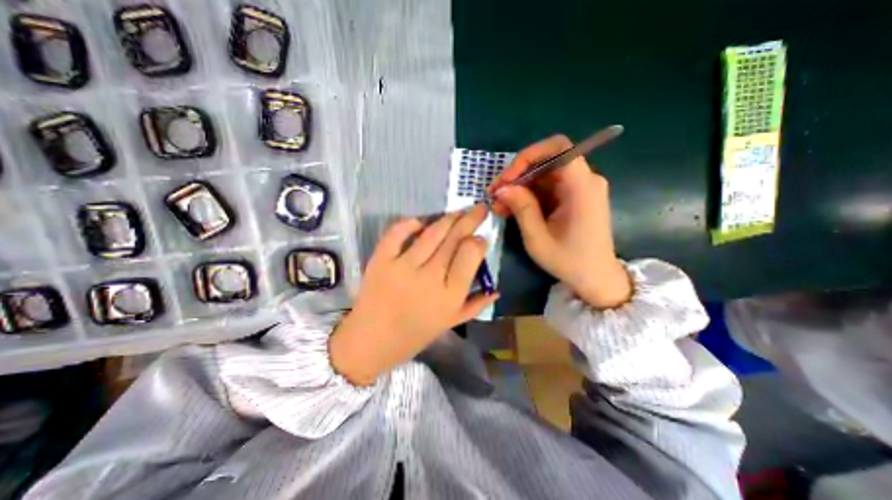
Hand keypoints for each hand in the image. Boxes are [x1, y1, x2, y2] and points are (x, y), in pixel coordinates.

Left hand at [328, 204, 497, 383]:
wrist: (369, 341)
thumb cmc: (413, 335)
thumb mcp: (449, 324)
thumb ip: (475, 306)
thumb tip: (496, 289)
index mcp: (449, 296)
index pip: (470, 255)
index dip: (479, 241)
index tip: (481, 238)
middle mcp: (429, 278)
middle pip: (454, 238)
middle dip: (470, 219)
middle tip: (479, 209)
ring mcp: (402, 266)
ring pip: (432, 232)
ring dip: (448, 218)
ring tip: (458, 212)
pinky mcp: (380, 260)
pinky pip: (397, 232)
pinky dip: (410, 223)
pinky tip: (420, 222)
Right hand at [490, 136, 629, 310]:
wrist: (595, 278)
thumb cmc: (569, 261)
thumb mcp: (538, 238)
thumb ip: (521, 208)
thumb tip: (501, 188)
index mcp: (582, 187)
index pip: (558, 148)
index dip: (528, 156)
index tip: (507, 178)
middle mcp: (585, 181)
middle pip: (546, 162)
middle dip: (517, 175)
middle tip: (495, 194)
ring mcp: (579, 189)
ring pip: (543, 175)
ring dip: (519, 187)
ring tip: (499, 206)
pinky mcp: (573, 197)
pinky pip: (547, 188)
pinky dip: (528, 196)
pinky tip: (511, 209)